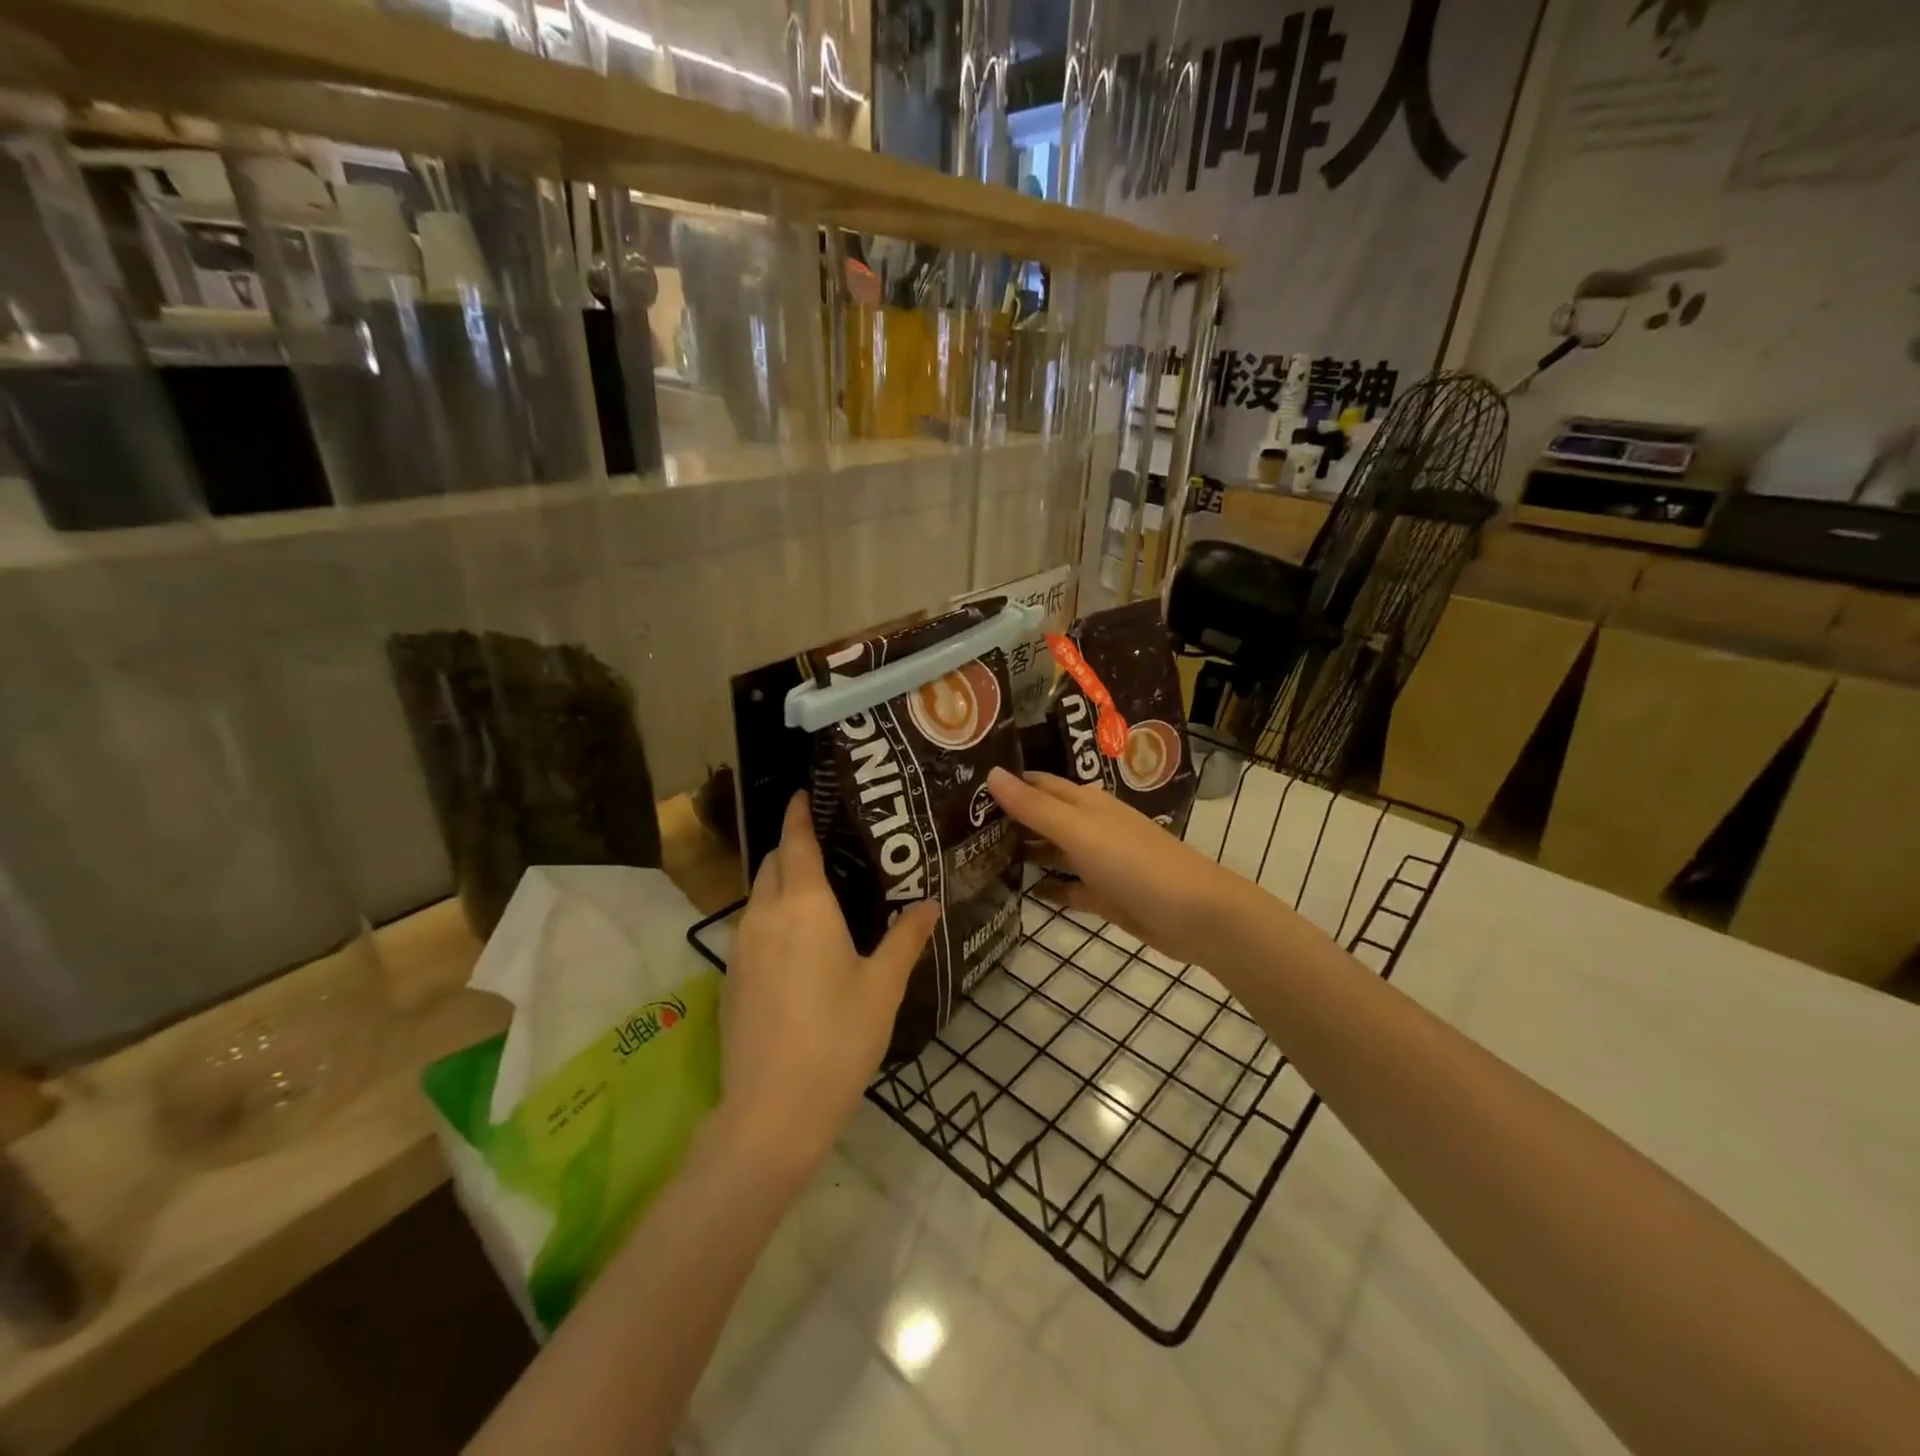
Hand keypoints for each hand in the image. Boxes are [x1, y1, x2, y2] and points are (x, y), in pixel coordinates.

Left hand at [716, 793, 940, 1179]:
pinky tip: (798, 942)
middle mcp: (764, 915)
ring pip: (758, 895)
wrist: (772, 1111)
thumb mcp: (883, 986)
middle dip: (791, 846)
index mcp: (804, 905)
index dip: (799, 814)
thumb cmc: (838, 1038)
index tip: (805, 794)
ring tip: (819, 892)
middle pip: (771, 863)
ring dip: (781, 882)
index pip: (795, 842)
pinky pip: (752, 926)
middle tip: (829, 846)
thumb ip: (906, 938)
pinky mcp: (730, 978)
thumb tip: (930, 903)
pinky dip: (772, 915)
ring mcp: (741, 947)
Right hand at [985, 768, 1242, 966]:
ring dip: (1024, 852)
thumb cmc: (1133, 862)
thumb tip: (991, 772)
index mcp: (1085, 804)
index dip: (1008, 783)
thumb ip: (1034, 806)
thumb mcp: (1078, 830)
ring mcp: (1098, 862)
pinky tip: (1019, 892)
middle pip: (1044, 817)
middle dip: (1009, 818)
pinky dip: (1047, 888)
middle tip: (961, 825)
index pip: (1039, 785)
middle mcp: (1090, 827)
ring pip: (1053, 852)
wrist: (1194, 914)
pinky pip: (1068, 888)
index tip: (966, 786)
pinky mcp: (1105, 896)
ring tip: (977, 857)